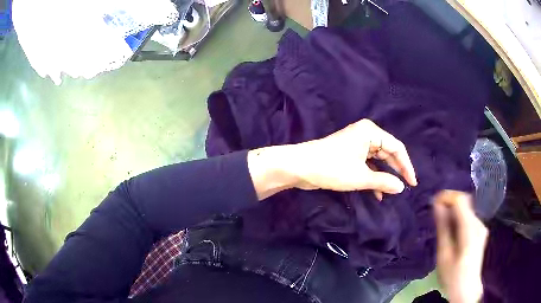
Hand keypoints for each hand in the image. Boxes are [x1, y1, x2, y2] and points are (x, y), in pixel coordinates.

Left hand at [248, 119, 416, 199]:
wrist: (300, 167)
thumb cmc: (331, 168)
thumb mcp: (361, 177)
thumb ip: (383, 182)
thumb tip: (401, 187)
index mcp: (371, 132)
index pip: (397, 148)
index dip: (406, 166)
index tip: (413, 183)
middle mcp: (365, 134)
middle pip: (388, 153)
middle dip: (396, 170)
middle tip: (405, 187)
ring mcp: (357, 144)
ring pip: (378, 160)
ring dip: (384, 176)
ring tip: (391, 192)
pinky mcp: (349, 153)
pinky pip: (367, 164)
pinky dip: (372, 177)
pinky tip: (377, 193)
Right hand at [434, 190, 487, 302]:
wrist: (466, 289)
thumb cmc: (452, 275)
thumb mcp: (444, 254)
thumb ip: (443, 228)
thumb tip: (437, 205)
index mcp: (470, 229)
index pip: (461, 199)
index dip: (447, 197)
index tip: (433, 202)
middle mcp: (479, 223)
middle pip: (464, 203)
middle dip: (449, 204)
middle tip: (435, 215)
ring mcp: (481, 227)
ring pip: (466, 209)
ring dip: (453, 213)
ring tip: (441, 225)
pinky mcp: (480, 231)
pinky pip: (468, 217)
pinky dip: (458, 219)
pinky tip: (452, 232)